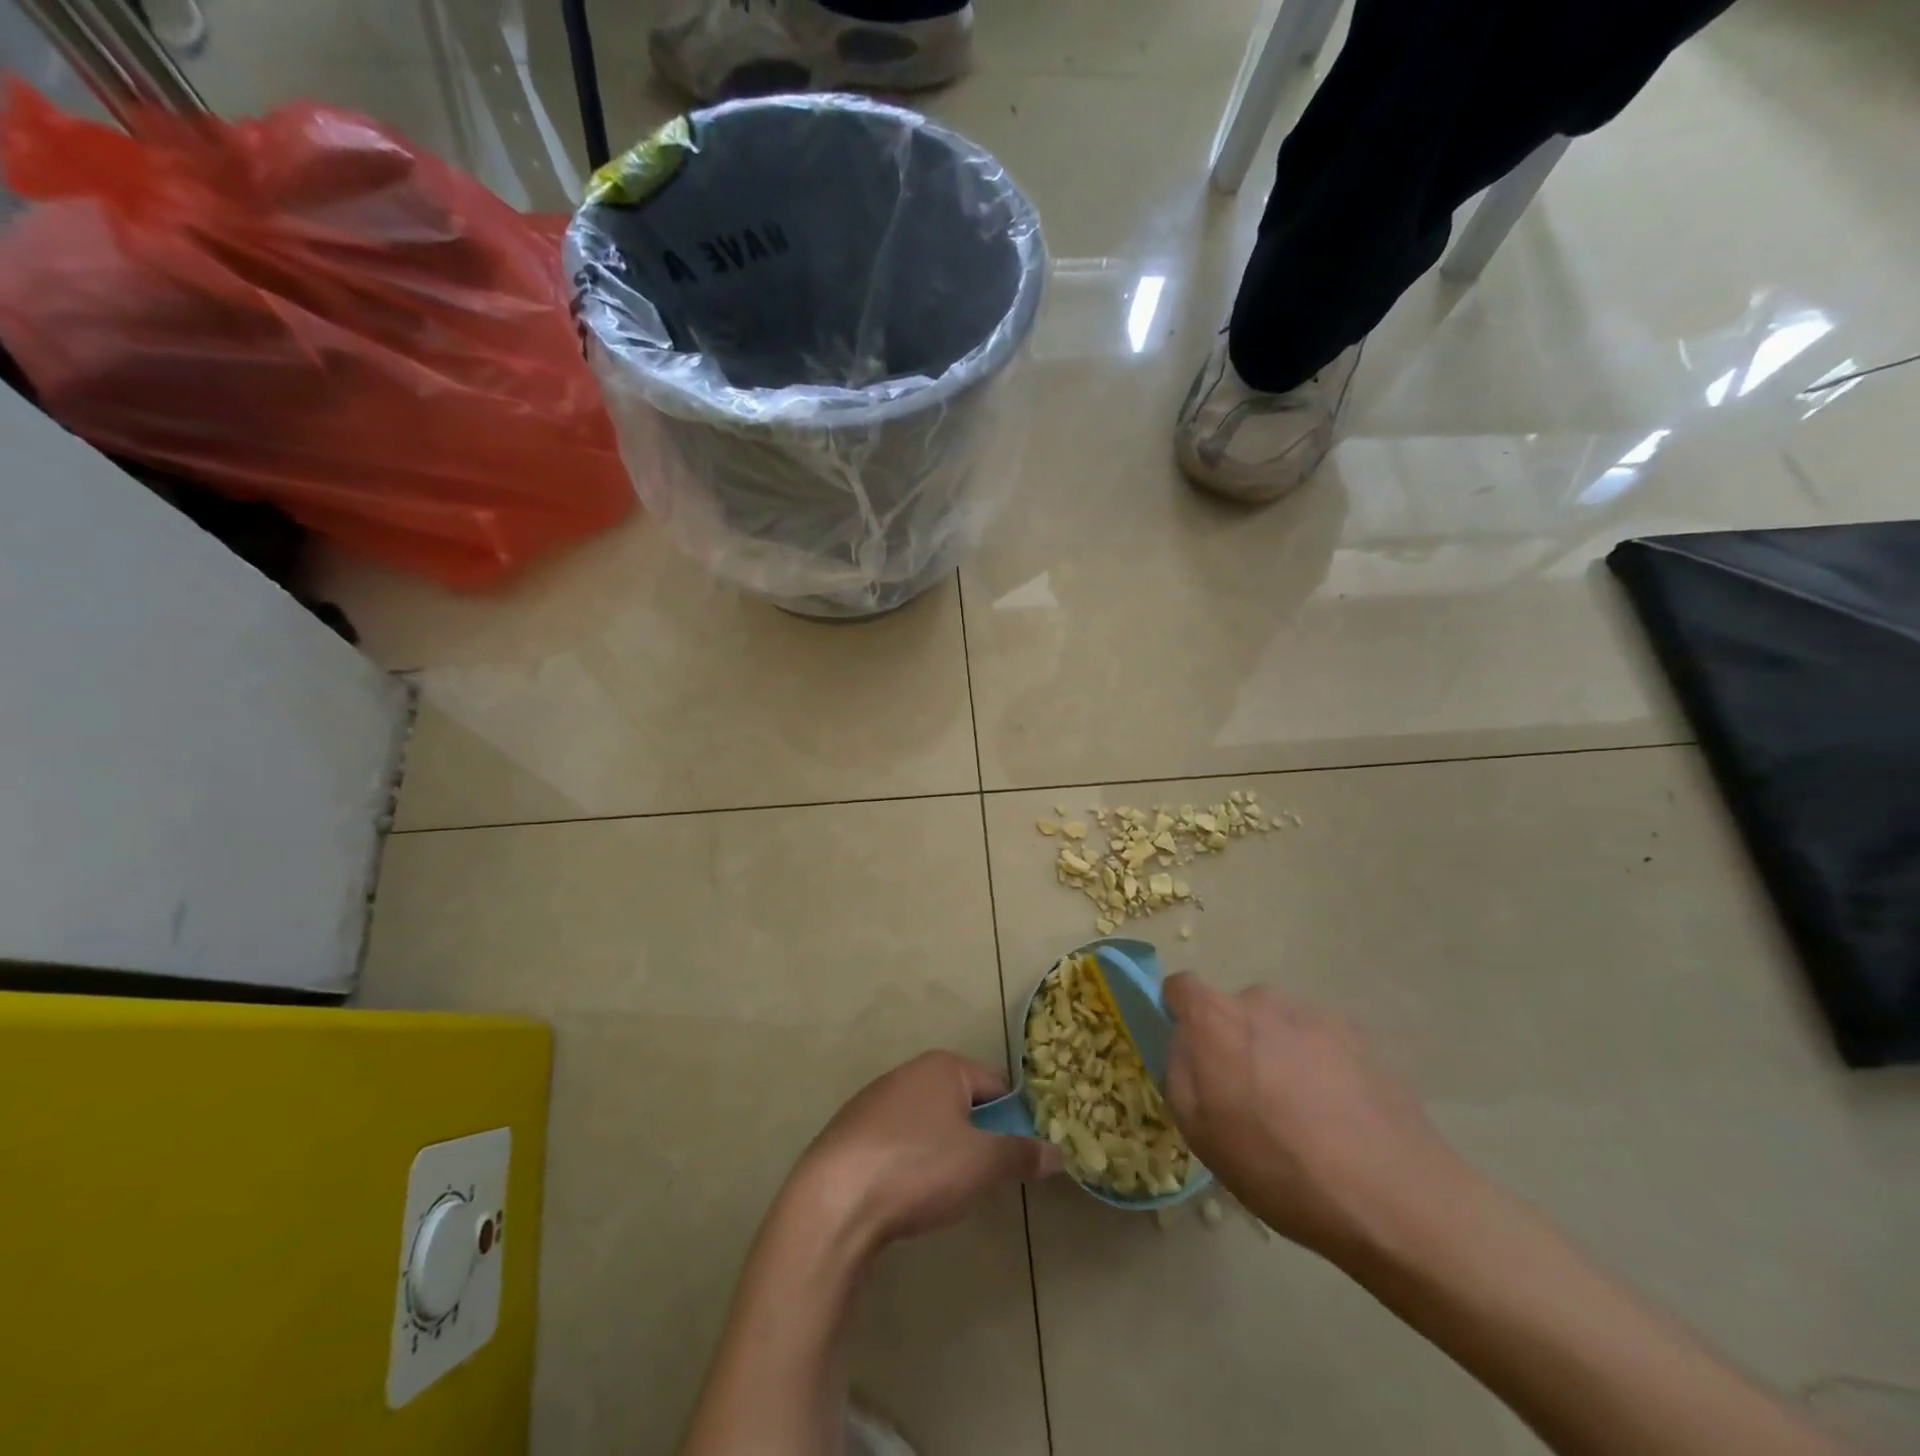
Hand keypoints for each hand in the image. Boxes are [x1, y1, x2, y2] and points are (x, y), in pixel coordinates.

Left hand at [787, 1051, 1061, 1250]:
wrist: (833, 1202)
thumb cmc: (917, 1169)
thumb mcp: (982, 1164)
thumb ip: (1022, 1155)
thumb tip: (1060, 1153)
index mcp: (943, 1067)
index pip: (998, 1084)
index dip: (1017, 1120)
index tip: (1024, 1157)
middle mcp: (909, 1072)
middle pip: (963, 1102)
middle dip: (980, 1138)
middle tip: (988, 1179)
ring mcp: (875, 1101)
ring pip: (930, 1123)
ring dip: (946, 1152)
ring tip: (948, 1192)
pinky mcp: (851, 1133)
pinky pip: (898, 1142)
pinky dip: (912, 1163)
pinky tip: (908, 1195)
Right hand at [1163, 972, 1467, 1262]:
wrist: (1392, 1195)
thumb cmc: (1279, 1168)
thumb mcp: (1200, 1133)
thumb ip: (1179, 1073)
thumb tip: (1186, 1045)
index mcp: (1216, 1020)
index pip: (1180, 986)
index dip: (1179, 1014)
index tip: (1192, 1054)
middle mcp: (1261, 1001)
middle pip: (1234, 1010)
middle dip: (1234, 1042)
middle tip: (1250, 1099)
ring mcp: (1314, 1014)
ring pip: (1279, 1025)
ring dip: (1278, 1053)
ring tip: (1302, 1114)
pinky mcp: (1359, 1036)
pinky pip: (1319, 1041)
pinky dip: (1319, 1065)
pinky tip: (1339, 1115)